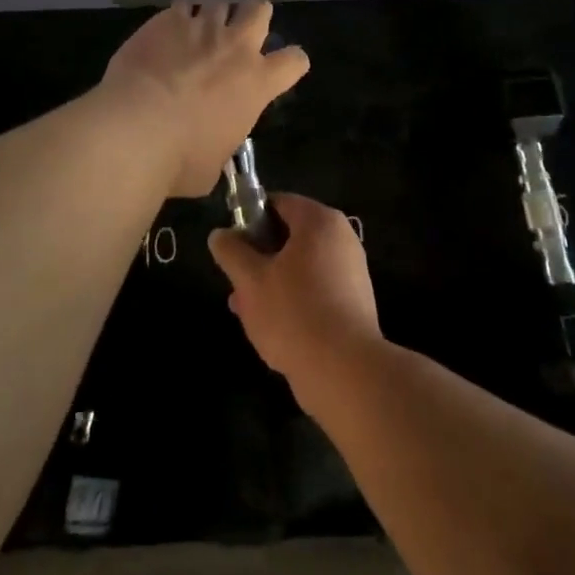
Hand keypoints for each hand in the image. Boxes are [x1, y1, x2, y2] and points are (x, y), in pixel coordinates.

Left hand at [101, 0, 309, 197]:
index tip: (282, 69)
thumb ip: (222, 143)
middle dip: (254, 16)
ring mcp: (201, 28)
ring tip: (197, 33)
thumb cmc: (180, 159)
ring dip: (212, 18)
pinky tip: (164, 35)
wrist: (135, 128)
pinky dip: (176, 20)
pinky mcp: (166, 20)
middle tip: (240, 32)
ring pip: (219, 4)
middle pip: (260, 9)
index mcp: (257, 83)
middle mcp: (235, 47)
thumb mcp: (214, 165)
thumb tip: (212, 145)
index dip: (291, 63)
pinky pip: (180, 8)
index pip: (294, 61)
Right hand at [209, 193, 380, 412]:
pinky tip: (272, 328)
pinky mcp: (354, 303)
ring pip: (300, 266)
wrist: (345, 371)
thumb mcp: (250, 280)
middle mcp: (341, 238)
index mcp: (319, 221)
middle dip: (259, 257)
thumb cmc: (294, 313)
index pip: (278, 203)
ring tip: (246, 311)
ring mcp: (351, 271)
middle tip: (236, 283)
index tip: (232, 246)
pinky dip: (294, 300)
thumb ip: (231, 252)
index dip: (250, 219)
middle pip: (290, 236)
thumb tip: (220, 235)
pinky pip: (316, 290)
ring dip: (272, 282)